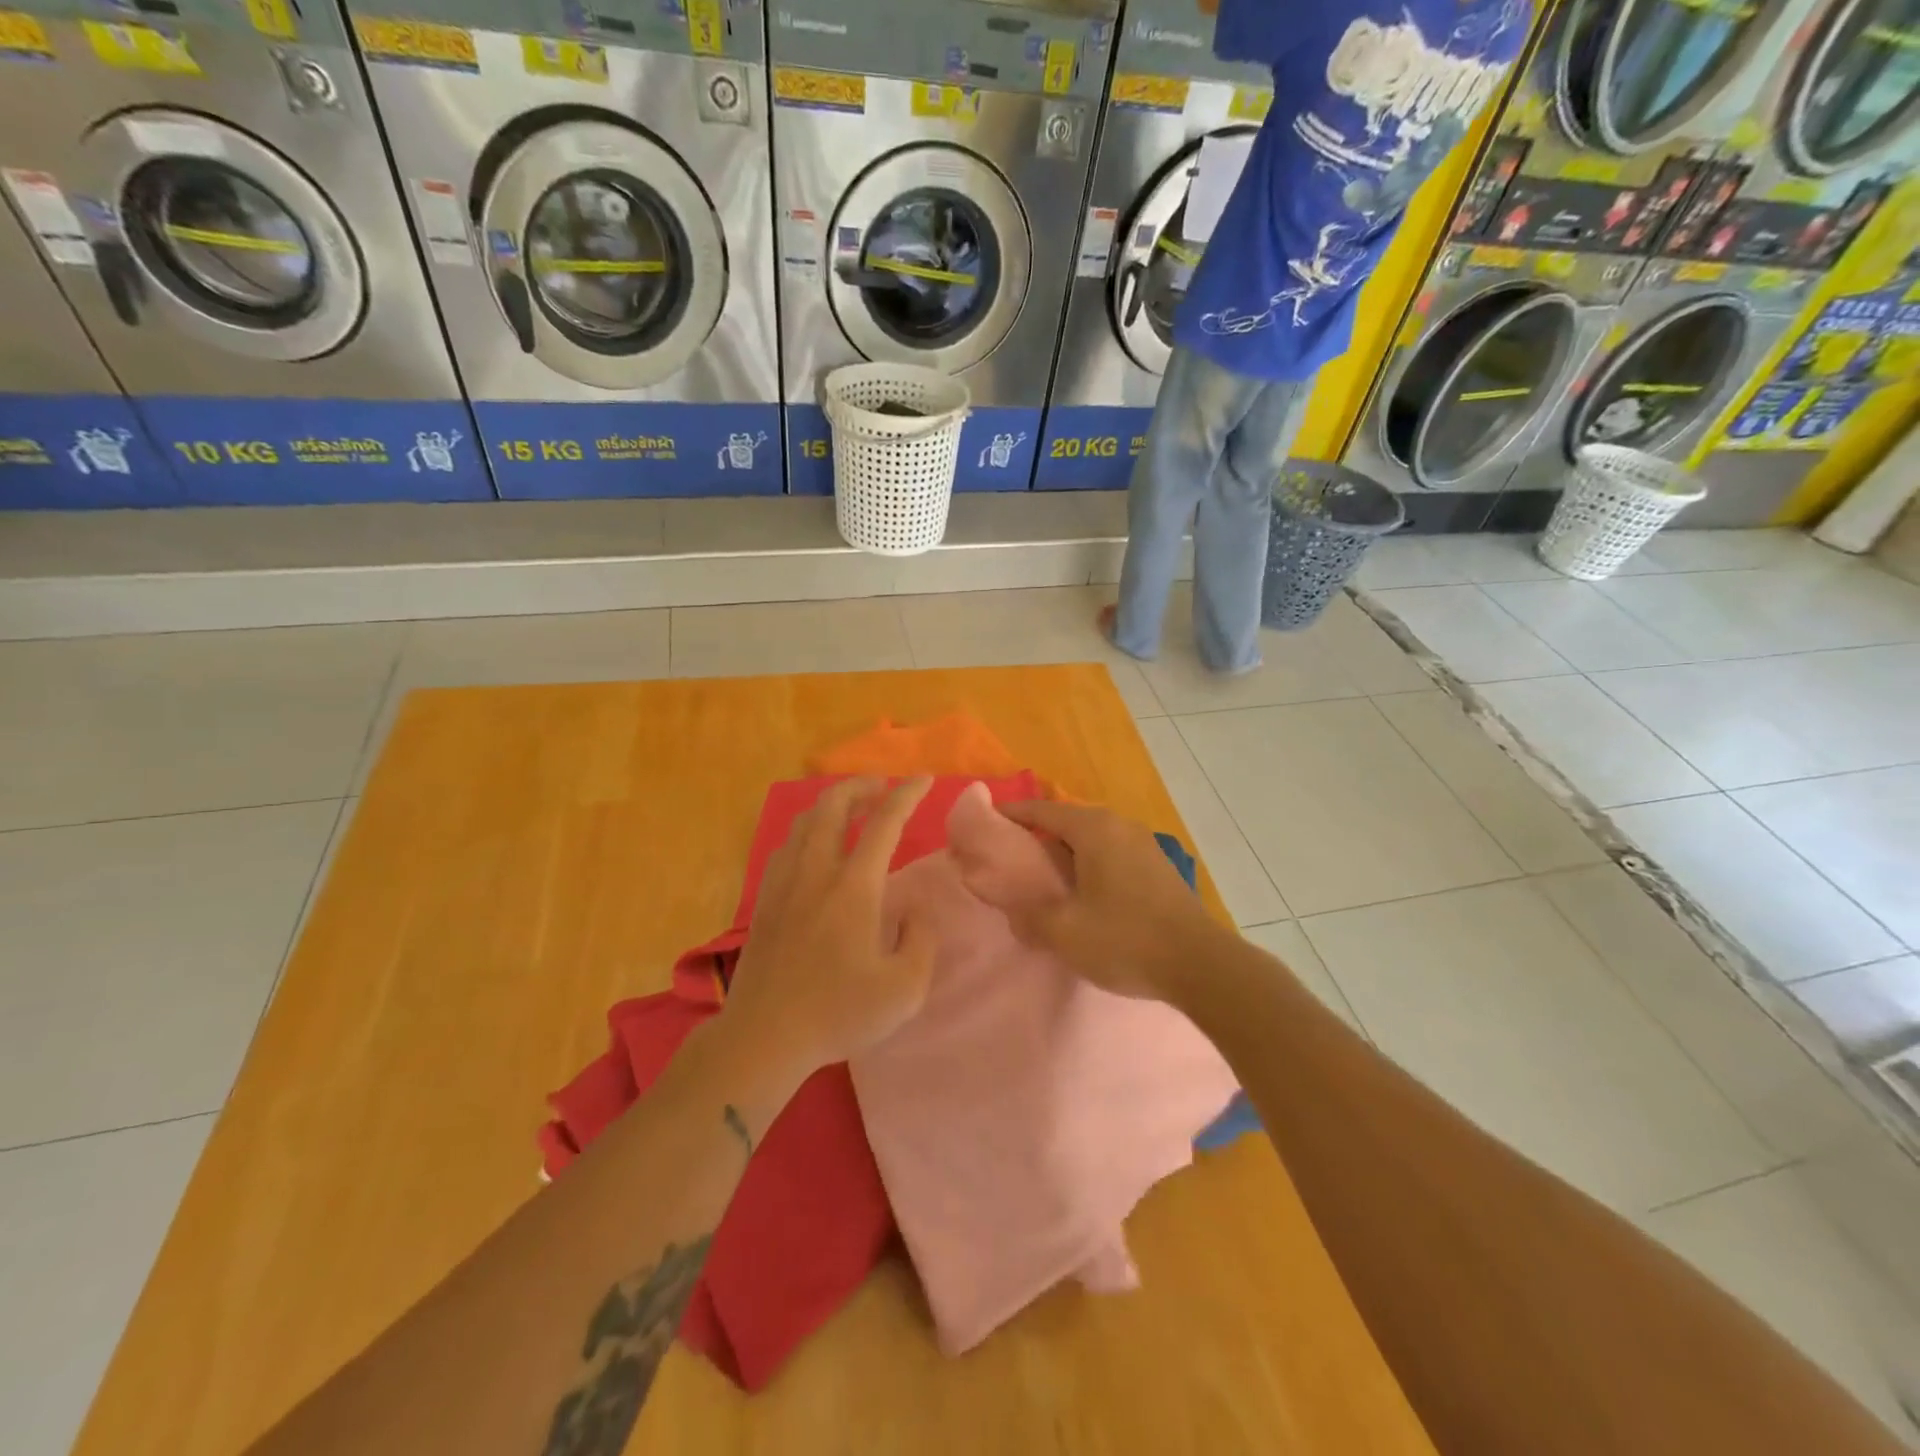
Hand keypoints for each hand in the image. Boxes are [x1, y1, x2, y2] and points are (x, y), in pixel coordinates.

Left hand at [723, 777, 936, 1079]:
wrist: (763, 1037)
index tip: (924, 779)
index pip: (884, 823)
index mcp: (854, 887)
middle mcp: (816, 872)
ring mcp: (784, 883)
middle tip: (883, 788)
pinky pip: (787, 846)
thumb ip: (921, 940)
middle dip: (861, 785)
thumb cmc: (838, 1013)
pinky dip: (808, 830)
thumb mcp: (904, 989)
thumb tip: (915, 910)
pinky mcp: (764, 900)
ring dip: (832, 804)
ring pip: (805, 821)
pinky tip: (815, 847)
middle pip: (833, 805)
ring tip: (852, 810)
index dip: (907, 795)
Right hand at [962, 799, 1229, 1000]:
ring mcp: (1143, 843)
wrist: (1200, 964)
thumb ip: (1029, 916)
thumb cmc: (1126, 939)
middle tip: (1010, 857)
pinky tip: (1083, 891)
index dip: (1010, 816)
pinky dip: (1088, 862)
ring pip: (1091, 837)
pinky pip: (1111, 852)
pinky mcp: (1158, 865)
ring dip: (1065, 851)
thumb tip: (1013, 911)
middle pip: (1066, 820)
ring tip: (1043, 876)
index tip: (984, 825)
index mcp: (1093, 829)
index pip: (1040, 810)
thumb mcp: (1064, 932)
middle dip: (1036, 834)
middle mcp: (1119, 825)